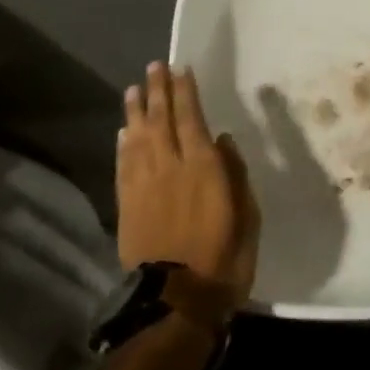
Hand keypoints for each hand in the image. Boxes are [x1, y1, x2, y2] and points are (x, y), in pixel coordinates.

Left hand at [118, 63, 259, 303]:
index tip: (180, 69)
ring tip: (134, 89)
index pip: (192, 117)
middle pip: (161, 120)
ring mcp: (145, 186)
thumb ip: (235, 173)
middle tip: (153, 66)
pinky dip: (123, 145)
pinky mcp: (127, 206)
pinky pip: (123, 166)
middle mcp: (170, 167)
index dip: (185, 92)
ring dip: (136, 111)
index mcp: (203, 167)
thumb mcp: (247, 215)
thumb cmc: (223, 258)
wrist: (176, 302)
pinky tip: (123, 132)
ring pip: (138, 138)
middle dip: (158, 91)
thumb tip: (222, 140)